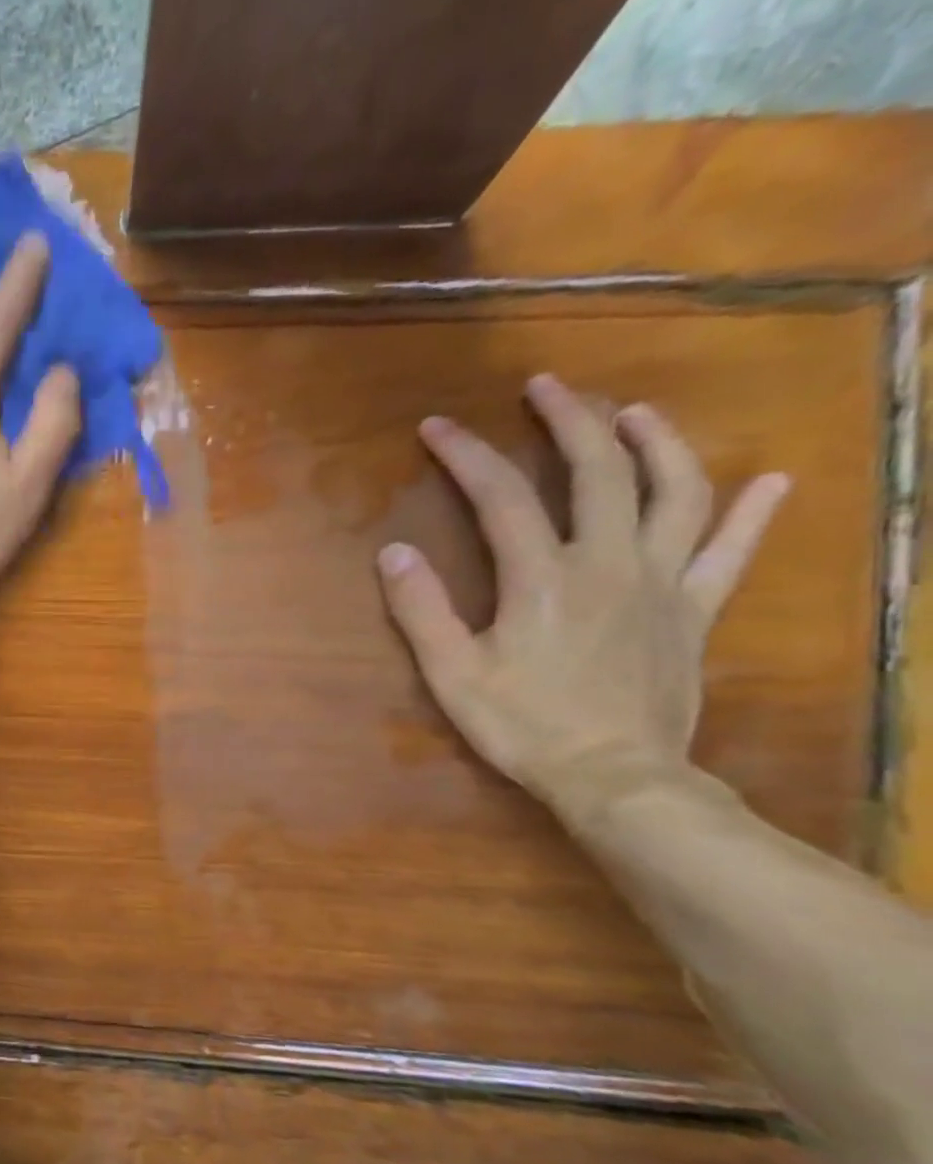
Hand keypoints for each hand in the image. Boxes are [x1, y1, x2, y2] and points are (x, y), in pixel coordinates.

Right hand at [376, 374, 790, 816]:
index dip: (467, 454)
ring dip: (656, 444)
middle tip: (547, 386)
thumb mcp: (452, 674)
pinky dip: (752, 514)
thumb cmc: (524, 726)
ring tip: (635, 412)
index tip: (438, 426)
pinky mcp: (694, 611)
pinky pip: (731, 552)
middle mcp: (608, 563)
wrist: (615, 777)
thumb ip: (422, 611)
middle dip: (569, 420)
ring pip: (674, 493)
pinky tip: (769, 480)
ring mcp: (661, 583)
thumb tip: (394, 552)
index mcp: (542, 578)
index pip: (500, 496)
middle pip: (597, 471)